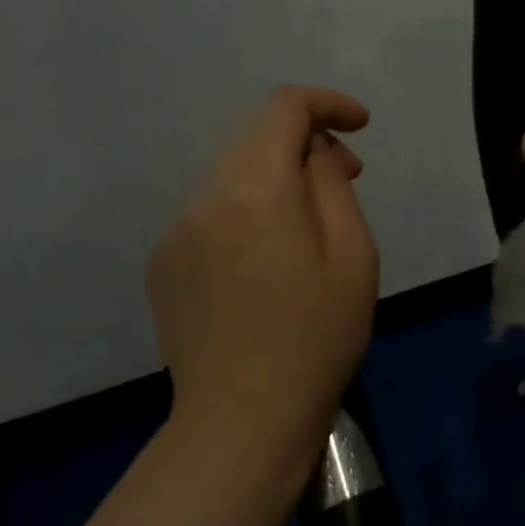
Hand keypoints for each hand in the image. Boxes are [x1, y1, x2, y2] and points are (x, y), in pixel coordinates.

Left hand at [147, 86, 378, 458]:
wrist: (242, 421)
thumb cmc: (316, 335)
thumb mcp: (352, 253)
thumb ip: (332, 184)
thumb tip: (315, 153)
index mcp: (256, 188)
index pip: (284, 108)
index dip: (326, 104)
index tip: (360, 126)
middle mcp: (206, 196)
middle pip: (256, 138)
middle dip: (306, 143)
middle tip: (348, 177)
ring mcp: (177, 231)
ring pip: (234, 176)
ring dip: (277, 179)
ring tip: (310, 225)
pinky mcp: (164, 264)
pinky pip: (213, 213)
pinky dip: (247, 211)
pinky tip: (268, 263)